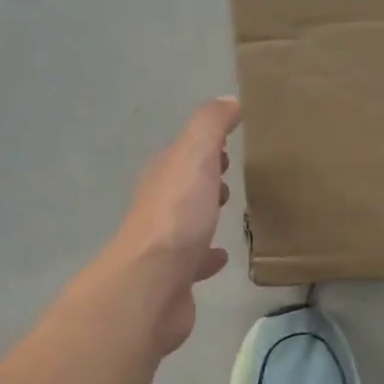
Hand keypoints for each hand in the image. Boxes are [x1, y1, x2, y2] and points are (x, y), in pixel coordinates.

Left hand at [105, 96, 241, 354]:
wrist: (153, 283)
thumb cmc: (177, 215)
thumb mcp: (195, 156)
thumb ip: (210, 126)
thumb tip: (228, 100)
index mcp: (163, 174)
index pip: (184, 152)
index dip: (205, 146)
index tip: (229, 145)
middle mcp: (159, 205)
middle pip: (184, 185)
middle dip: (205, 178)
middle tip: (230, 175)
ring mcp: (165, 243)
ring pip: (189, 221)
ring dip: (205, 214)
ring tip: (230, 211)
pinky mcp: (176, 276)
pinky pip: (195, 261)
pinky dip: (208, 255)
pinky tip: (222, 256)